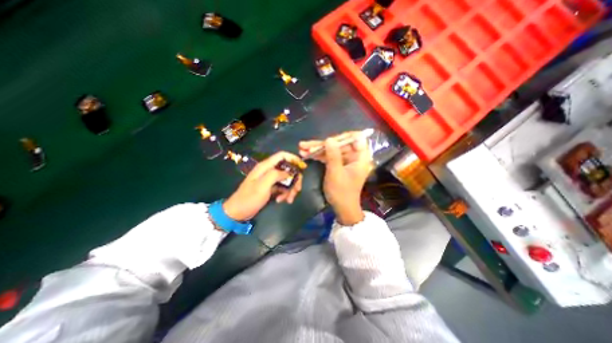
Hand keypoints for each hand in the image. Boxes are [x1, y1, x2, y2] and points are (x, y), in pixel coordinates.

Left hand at [222, 152, 302, 220]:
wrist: (238, 212)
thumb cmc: (249, 198)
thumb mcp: (262, 185)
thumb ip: (276, 175)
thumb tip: (289, 172)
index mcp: (266, 166)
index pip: (282, 155)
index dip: (294, 159)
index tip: (303, 167)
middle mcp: (269, 171)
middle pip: (288, 169)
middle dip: (294, 179)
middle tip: (297, 190)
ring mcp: (270, 180)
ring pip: (287, 179)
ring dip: (290, 189)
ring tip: (288, 199)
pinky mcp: (271, 187)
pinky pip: (283, 187)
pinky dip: (285, 193)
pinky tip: (282, 200)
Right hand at [298, 131, 372, 224]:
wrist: (342, 208)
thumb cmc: (342, 192)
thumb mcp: (335, 173)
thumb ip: (333, 155)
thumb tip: (329, 138)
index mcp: (360, 157)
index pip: (355, 138)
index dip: (342, 137)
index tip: (328, 139)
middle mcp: (355, 156)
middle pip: (338, 144)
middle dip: (322, 145)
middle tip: (305, 145)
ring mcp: (346, 160)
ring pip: (331, 150)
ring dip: (317, 150)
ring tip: (301, 148)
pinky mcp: (339, 164)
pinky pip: (329, 156)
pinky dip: (318, 156)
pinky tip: (306, 154)